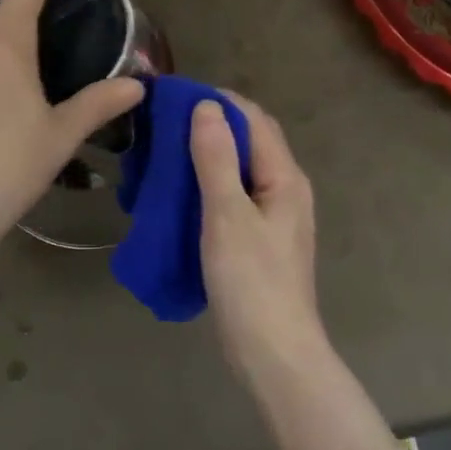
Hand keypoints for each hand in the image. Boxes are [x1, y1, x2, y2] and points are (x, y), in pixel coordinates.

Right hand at [190, 91, 325, 367]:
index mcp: (284, 178)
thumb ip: (216, 159)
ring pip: (240, 171)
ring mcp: (274, 218)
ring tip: (167, 153)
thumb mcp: (227, 215)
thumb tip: (206, 106)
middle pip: (250, 142)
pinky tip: (181, 194)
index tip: (175, 97)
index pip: (253, 120)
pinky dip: (209, 186)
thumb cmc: (251, 281)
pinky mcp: (259, 241)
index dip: (218, 102)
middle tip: (165, 124)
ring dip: (208, 156)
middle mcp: (285, 190)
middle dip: (212, 126)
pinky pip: (233, 197)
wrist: (273, 352)